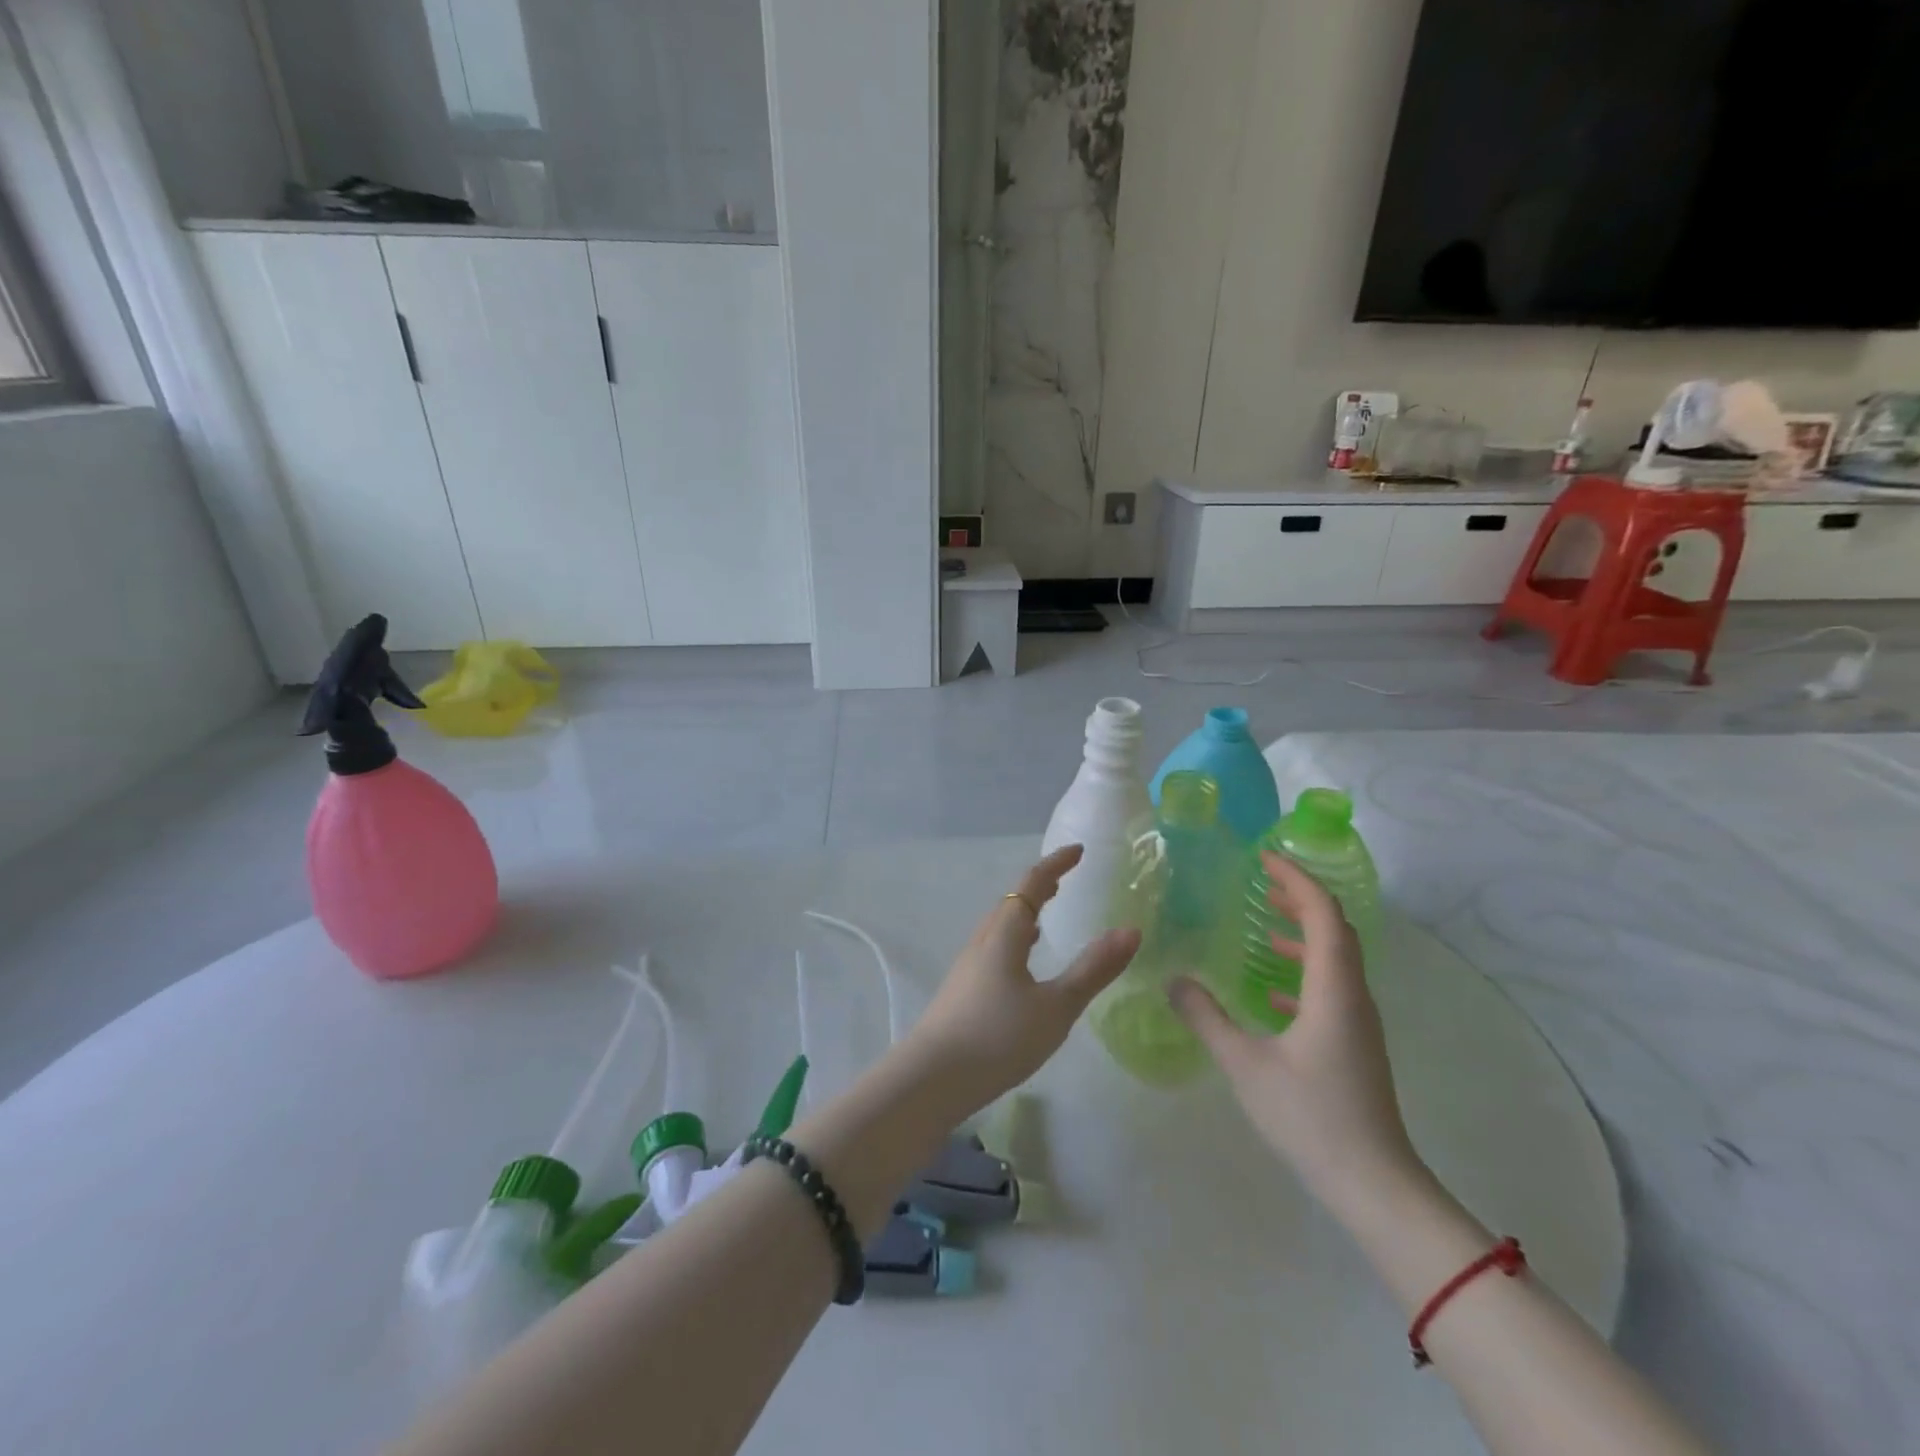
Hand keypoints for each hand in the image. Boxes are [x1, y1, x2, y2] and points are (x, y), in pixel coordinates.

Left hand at [902, 844, 1139, 1116]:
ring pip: (1000, 927)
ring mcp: (968, 966)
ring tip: (1045, 917)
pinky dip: (1014, 940)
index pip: (1031, 885)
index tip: (1078, 851)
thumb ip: (1093, 969)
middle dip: (1039, 887)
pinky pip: (993, 949)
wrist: (932, 1079)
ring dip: (1024, 913)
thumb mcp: (1056, 1007)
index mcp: (1005, 934)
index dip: (1055, 865)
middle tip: (1065, 881)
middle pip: (1012, 901)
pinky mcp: (962, 990)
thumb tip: (1131, 930)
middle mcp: (983, 941)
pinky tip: (1021, 965)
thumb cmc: (998, 1038)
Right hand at [1169, 852, 1417, 1206]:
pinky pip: (1331, 988)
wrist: (1374, 1185)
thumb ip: (1206, 1017)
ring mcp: (1358, 1022)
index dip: (1297, 879)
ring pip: (1336, 959)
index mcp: (1333, 989)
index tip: (1265, 858)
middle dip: (1301, 897)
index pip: (1323, 914)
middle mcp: (1352, 995)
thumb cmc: (1311, 1117)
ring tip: (1266, 923)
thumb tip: (1174, 979)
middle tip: (1263, 879)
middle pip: (1335, 929)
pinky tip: (1272, 991)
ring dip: (1304, 932)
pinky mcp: (1355, 1044)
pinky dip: (1304, 971)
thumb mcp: (1245, 1064)